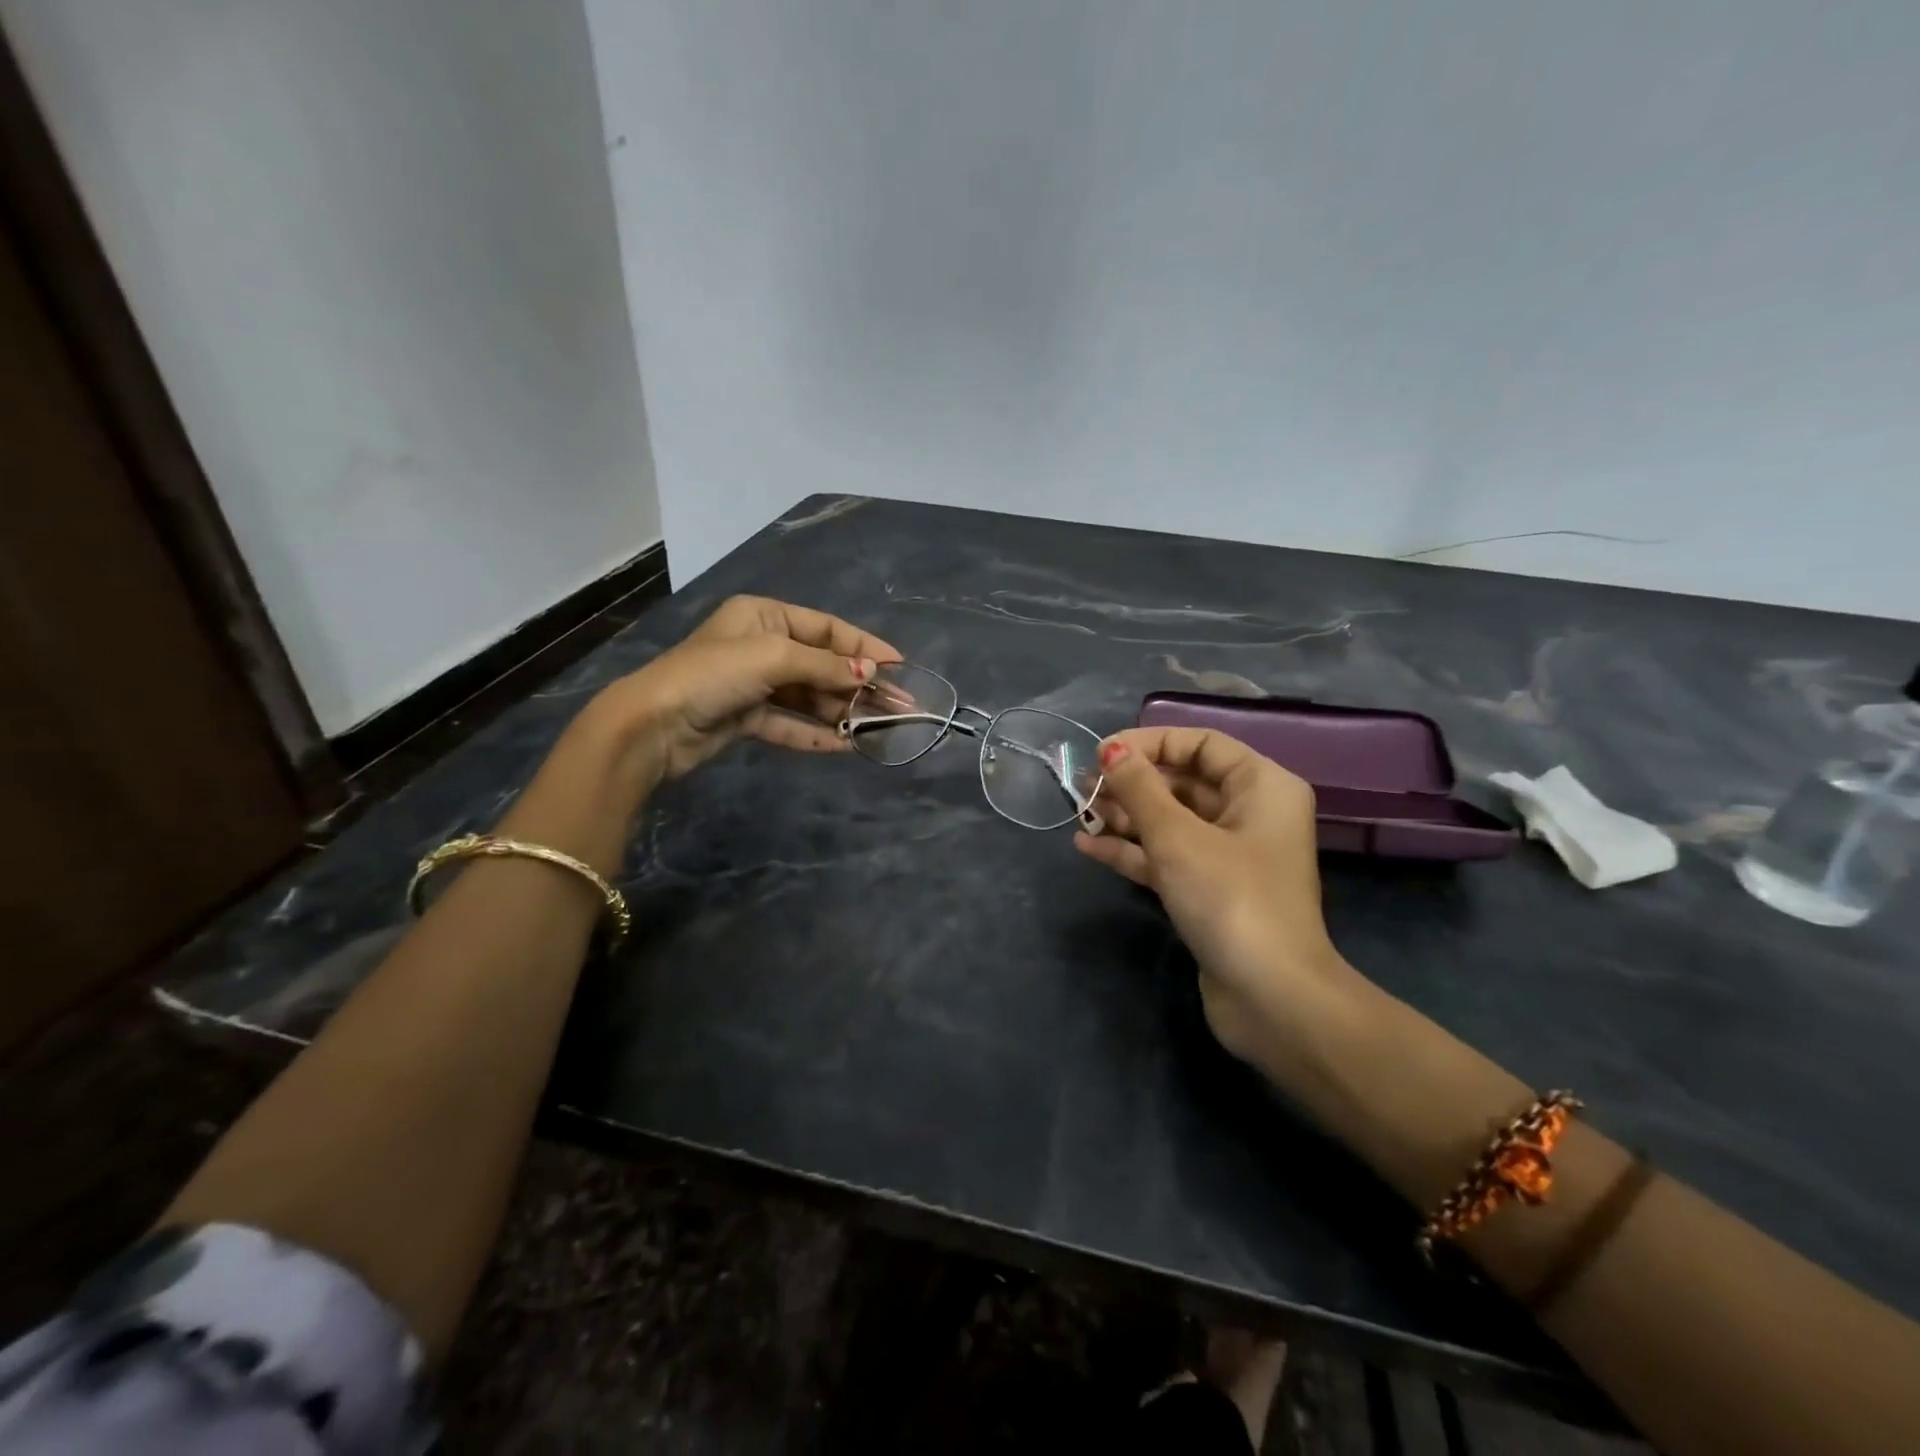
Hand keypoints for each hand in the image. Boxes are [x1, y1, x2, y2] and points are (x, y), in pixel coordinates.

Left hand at [586, 596, 900, 783]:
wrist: (653, 725)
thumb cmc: (714, 674)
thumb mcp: (775, 658)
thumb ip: (826, 666)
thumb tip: (871, 676)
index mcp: (764, 616)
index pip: (826, 628)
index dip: (864, 647)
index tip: (899, 667)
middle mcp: (761, 645)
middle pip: (821, 664)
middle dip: (858, 685)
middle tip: (898, 706)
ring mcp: (753, 684)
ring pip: (809, 696)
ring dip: (842, 712)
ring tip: (879, 728)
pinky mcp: (746, 717)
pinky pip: (790, 723)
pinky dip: (816, 733)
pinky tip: (847, 746)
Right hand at [1074, 727, 1349, 1061]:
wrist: (1272, 998)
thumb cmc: (1230, 898)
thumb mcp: (1177, 836)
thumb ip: (1139, 788)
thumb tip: (1111, 750)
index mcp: (1261, 787)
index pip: (1201, 744)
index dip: (1151, 742)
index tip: (1103, 753)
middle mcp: (1250, 814)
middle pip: (1183, 782)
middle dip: (1132, 783)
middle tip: (1083, 786)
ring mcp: (1229, 856)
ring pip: (1171, 821)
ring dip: (1126, 816)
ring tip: (1080, 811)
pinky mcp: (1210, 892)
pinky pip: (1167, 857)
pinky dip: (1132, 851)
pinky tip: (1088, 846)